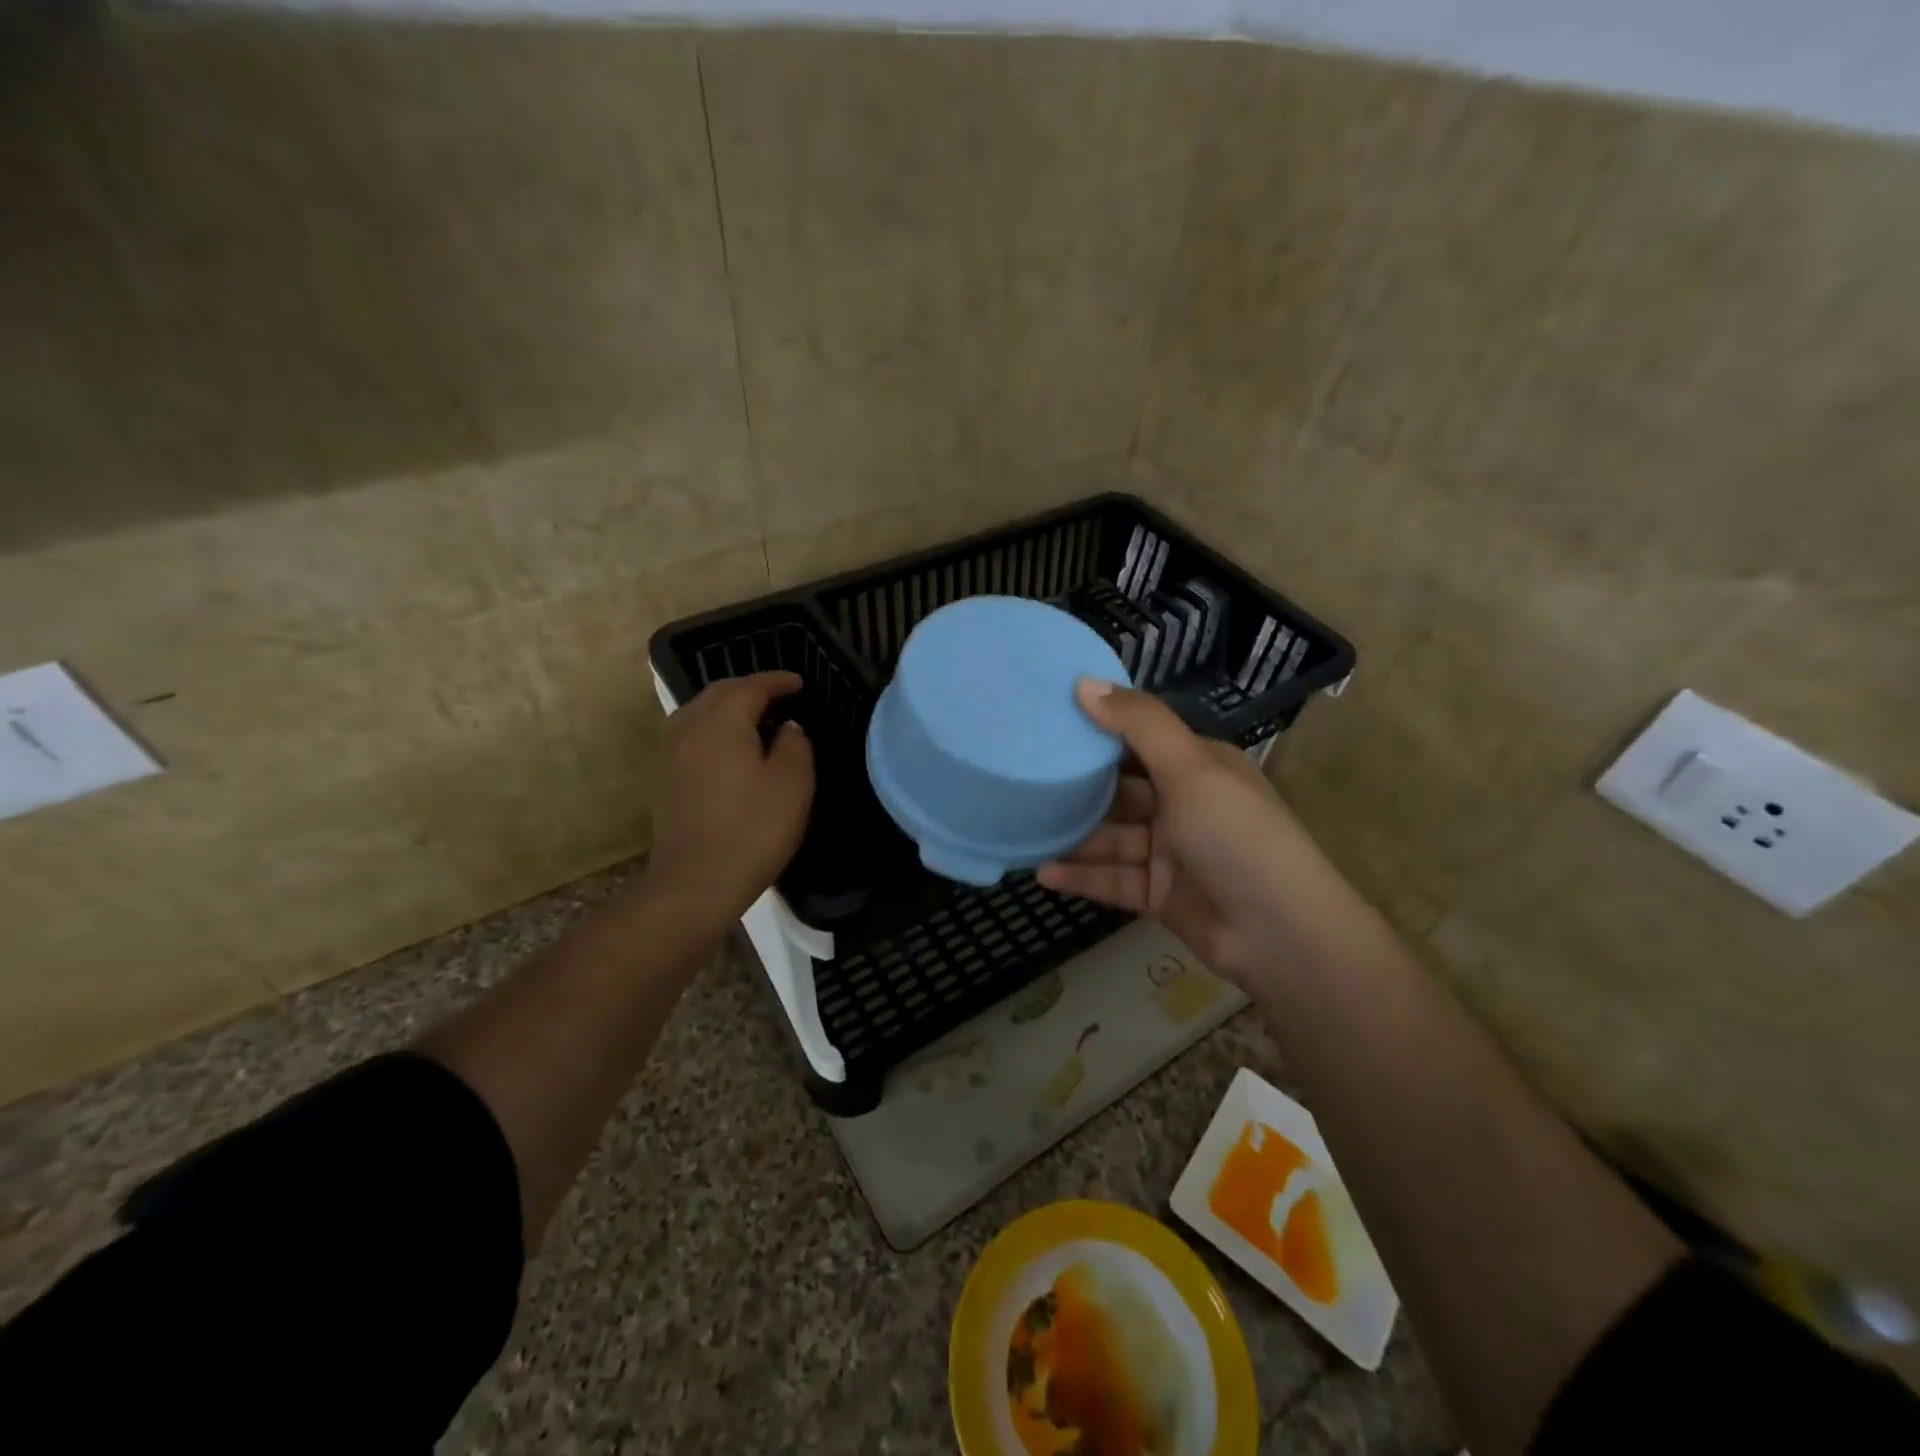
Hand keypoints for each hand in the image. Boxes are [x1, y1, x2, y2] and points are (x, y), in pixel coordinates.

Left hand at [641, 671, 814, 927]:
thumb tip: (787, 727)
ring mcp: (670, 754)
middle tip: (780, 695)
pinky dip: (715, 729)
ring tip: (756, 717)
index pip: (750, 686)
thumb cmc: (752, 829)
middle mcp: (689, 727)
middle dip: (750, 688)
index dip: (777, 681)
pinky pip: (692, 735)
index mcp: (721, 722)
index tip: (799, 683)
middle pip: (719, 693)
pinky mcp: (665, 779)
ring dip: (728, 707)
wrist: (695, 883)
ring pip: (700, 712)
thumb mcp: (792, 783)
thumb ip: (795, 745)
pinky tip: (732, 748)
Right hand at [1036, 680, 1350, 987]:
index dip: (1097, 728)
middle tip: (1021, 775)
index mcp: (1198, 766)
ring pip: (1111, 836)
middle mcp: (1183, 804)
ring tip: (1022, 827)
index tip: (1046, 720)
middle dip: (1077, 785)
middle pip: (1119, 789)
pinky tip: (1042, 872)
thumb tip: (1084, 683)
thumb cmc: (1236, 836)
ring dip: (1074, 835)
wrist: (1280, 935)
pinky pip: (1112, 880)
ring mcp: (1170, 852)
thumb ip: (1139, 724)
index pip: (1140, 739)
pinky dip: (1082, 876)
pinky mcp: (1159, 895)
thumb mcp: (1191, 768)